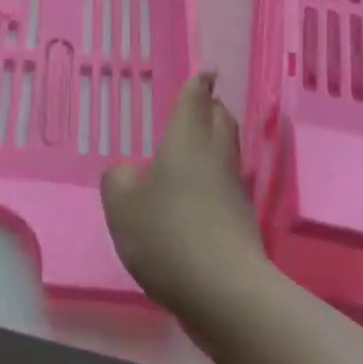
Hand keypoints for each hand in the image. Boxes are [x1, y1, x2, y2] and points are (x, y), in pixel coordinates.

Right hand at [100, 73, 265, 315]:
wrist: (225, 291)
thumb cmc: (167, 234)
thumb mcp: (122, 204)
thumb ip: (119, 179)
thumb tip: (132, 172)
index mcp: (186, 141)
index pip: (196, 101)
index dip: (199, 84)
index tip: (206, 72)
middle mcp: (215, 157)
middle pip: (221, 121)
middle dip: (212, 108)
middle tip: (201, 104)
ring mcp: (234, 190)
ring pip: (228, 152)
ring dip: (216, 142)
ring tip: (196, 145)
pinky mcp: (243, 221)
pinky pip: (228, 184)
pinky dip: (215, 178)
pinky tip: (198, 193)